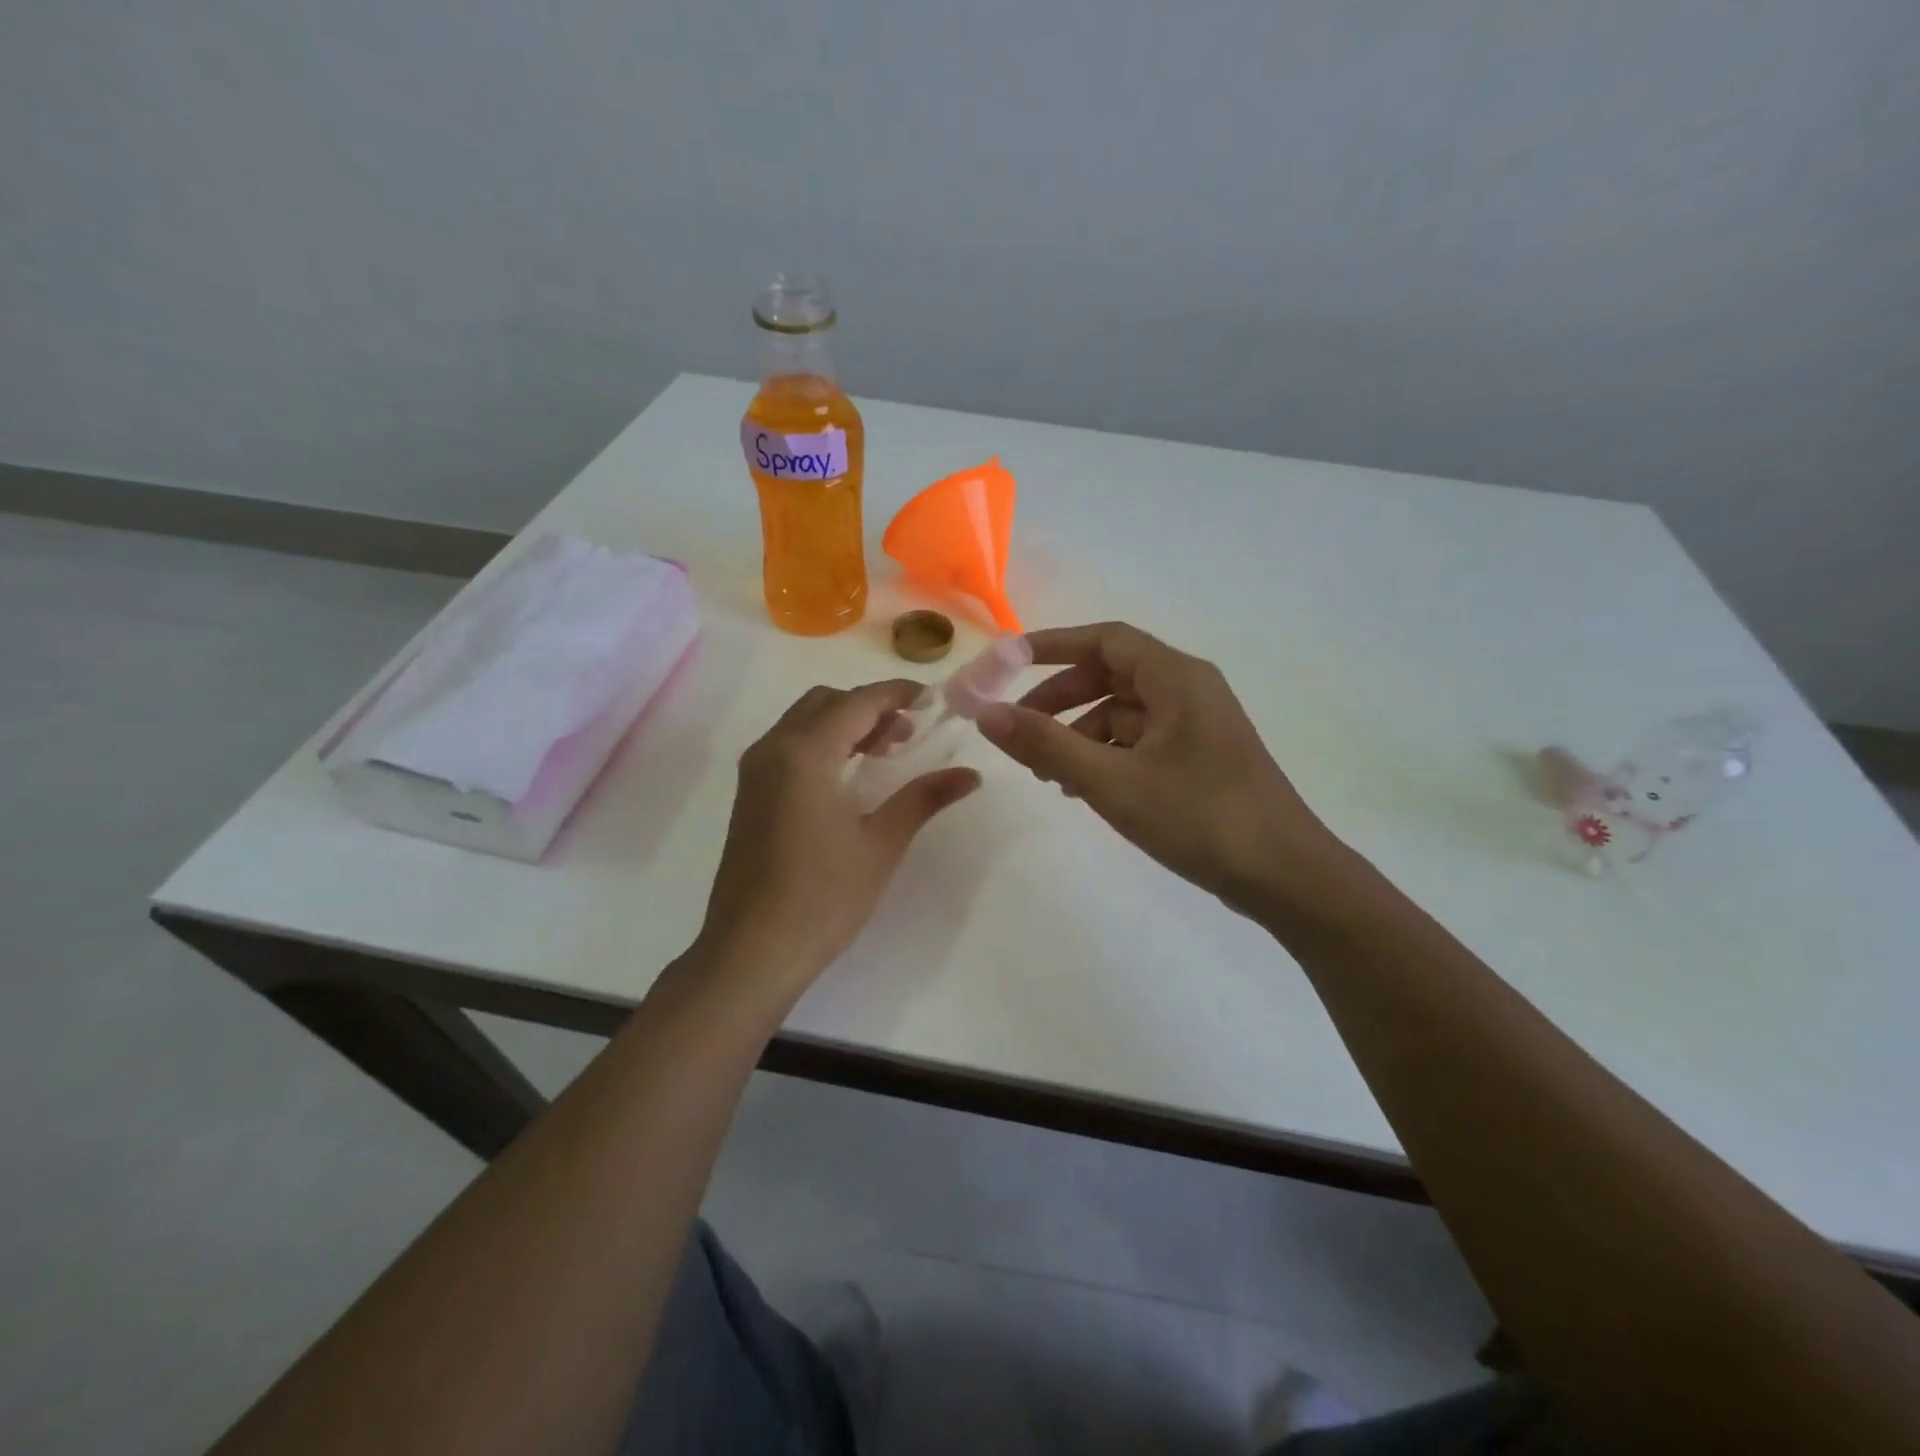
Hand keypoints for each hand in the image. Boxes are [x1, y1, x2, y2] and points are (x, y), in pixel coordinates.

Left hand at [697, 681, 979, 994]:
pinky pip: (789, 746)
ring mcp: (755, 772)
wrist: (752, 951)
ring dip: (845, 723)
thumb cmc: (822, 897)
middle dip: (870, 706)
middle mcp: (772, 749)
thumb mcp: (881, 844)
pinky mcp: (749, 794)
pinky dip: (823, 743)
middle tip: (910, 732)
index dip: (896, 694)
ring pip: (804, 722)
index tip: (932, 699)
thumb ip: (924, 798)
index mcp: (803, 754)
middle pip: (825, 702)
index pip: (856, 702)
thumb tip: (971, 775)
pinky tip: (850, 775)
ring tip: (887, 751)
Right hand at [976, 622, 1348, 917]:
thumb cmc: (1200, 817)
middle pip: (1110, 675)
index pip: (1104, 640)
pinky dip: (1104, 755)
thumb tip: (986, 714)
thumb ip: (1046, 745)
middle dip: (1059, 699)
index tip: (1005, 665)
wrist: (1285, 877)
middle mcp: (1188, 690)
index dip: (1051, 645)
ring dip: (1078, 733)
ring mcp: (1195, 726)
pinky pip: (1139, 741)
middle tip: (1019, 731)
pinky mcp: (1197, 758)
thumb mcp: (1112, 781)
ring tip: (1047, 773)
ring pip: (1122, 712)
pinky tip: (1083, 790)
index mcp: (1176, 678)